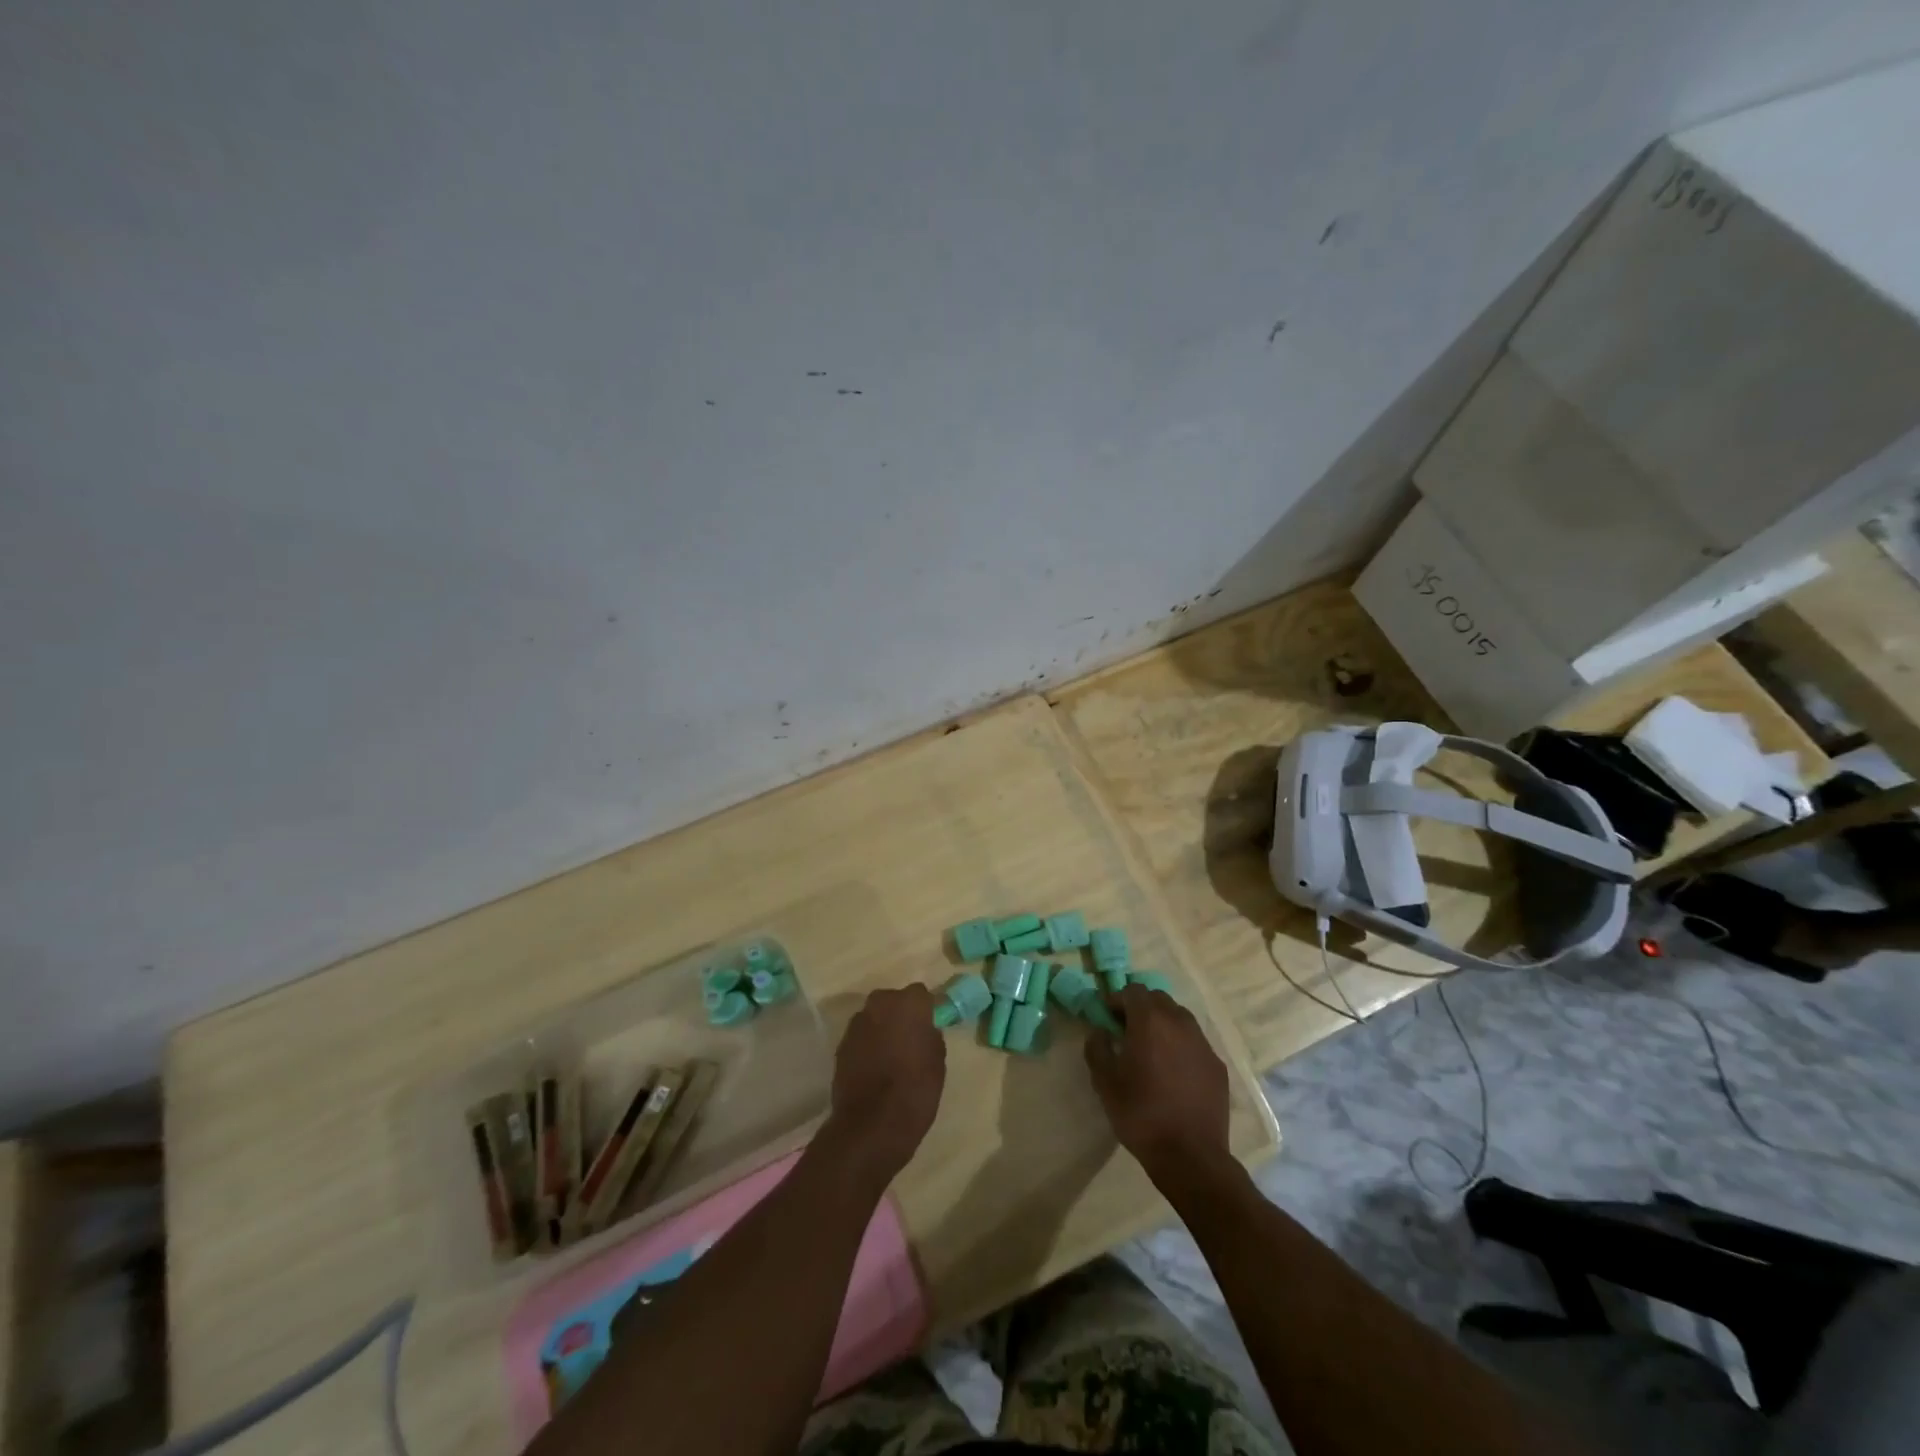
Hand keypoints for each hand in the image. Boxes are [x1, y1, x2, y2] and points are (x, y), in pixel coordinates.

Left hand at [824, 985, 946, 1184]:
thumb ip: (930, 1036)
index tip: (929, 1026)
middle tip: (909, 1039)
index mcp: (908, 1003)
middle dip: (900, 1015)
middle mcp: (879, 1004)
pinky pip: (860, 1038)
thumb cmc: (915, 1089)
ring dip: (881, 1029)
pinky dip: (867, 1046)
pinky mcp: (841, 1045)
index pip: (920, 994)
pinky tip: (874, 1068)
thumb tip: (924, 1030)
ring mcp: (856, 1024)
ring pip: (874, 1018)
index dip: (925, 1009)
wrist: (872, 1125)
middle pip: (893, 1001)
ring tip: (890, 1056)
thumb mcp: (937, 1061)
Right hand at [1085, 984, 1230, 1183]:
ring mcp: (1203, 1043)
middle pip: (1158, 999)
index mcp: (1150, 1021)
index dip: (1118, 1000)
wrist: (1190, 1156)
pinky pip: (1195, 1042)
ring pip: (1180, 1018)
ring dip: (1163, 1024)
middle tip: (1128, 1031)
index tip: (1108, 1018)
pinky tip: (1174, 1072)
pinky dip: (1181, 1045)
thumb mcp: (1105, 1083)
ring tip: (1152, 1050)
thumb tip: (1100, 1031)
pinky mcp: (1217, 1065)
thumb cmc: (1141, 1115)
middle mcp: (1179, 1023)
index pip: (1133, 990)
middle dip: (1141, 1008)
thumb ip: (1097, 1048)